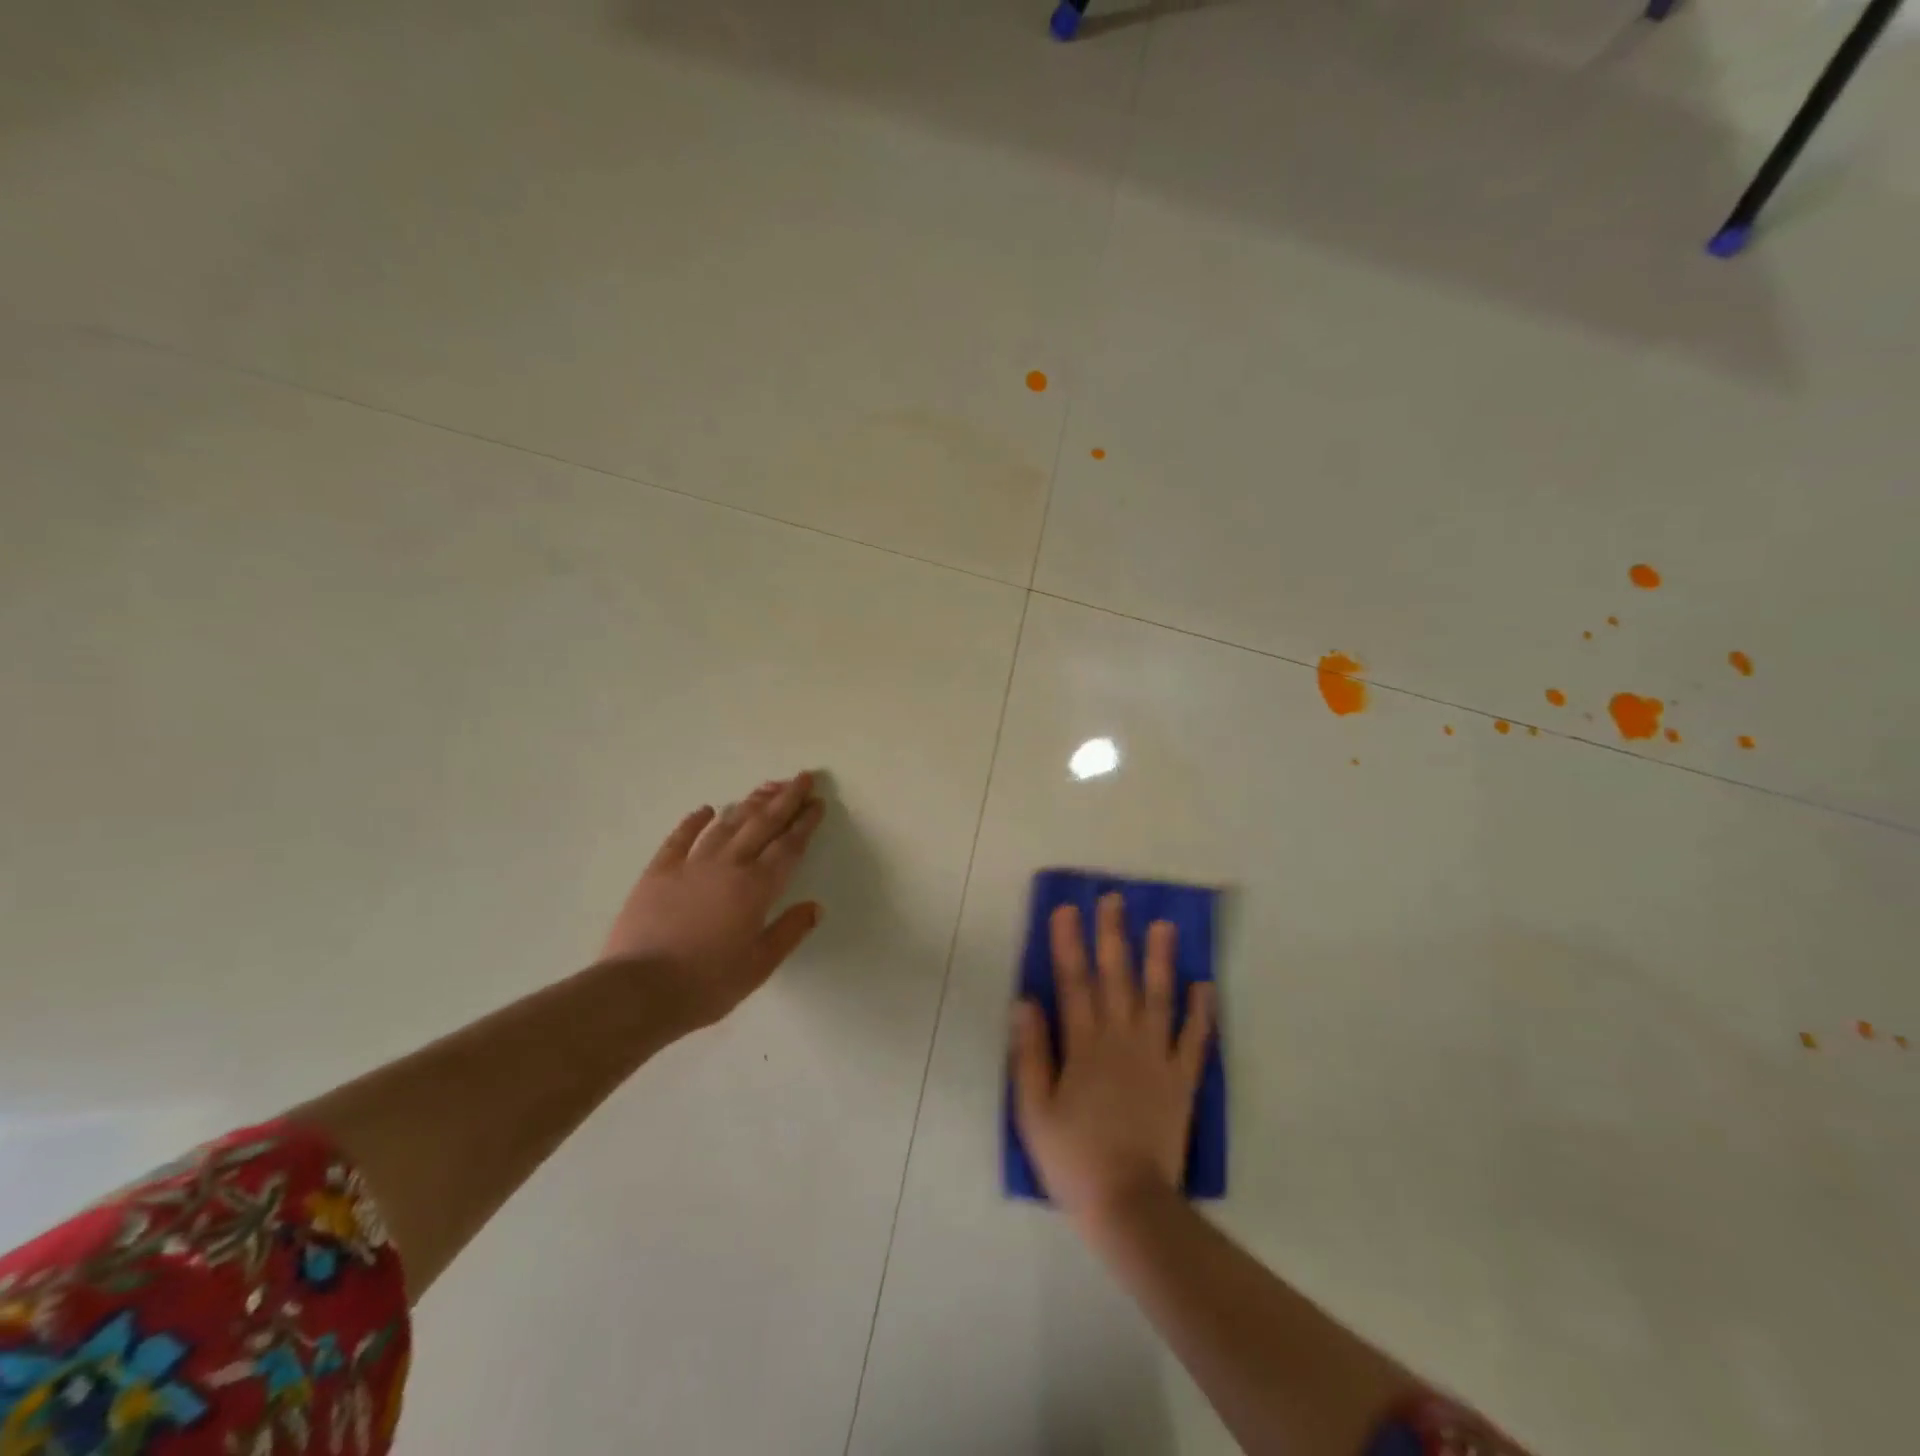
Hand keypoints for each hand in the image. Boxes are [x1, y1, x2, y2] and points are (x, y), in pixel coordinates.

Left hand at [601, 771, 825, 1029]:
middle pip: (762, 824)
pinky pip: (680, 838)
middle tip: (802, 778)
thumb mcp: (759, 966)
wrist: (639, 990)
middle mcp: (728, 866)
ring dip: (749, 804)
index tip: (817, 803)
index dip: (805, 823)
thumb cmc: (706, 984)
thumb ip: (789, 932)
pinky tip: (706, 809)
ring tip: (767, 787)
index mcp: (756, 888)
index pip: (788, 847)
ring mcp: (690, 865)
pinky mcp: (658, 872)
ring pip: (727, 825)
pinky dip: (694, 821)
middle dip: (785, 799)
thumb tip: (815, 907)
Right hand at [1010, 894, 1213, 1227]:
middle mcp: (1121, 1040)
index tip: (1067, 909)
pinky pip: (1194, 1039)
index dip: (1068, 944)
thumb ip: (1030, 1053)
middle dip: (1112, 935)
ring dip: (1160, 959)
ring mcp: (1156, 1058)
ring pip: (1158, 997)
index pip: (1073, 982)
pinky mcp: (1182, 1080)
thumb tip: (1025, 1002)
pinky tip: (1204, 985)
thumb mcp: (1033, 1110)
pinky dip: (1201, 1011)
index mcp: (1083, 1045)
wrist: (1128, 1203)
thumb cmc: (1073, 1157)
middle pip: (1116, 978)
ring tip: (1164, 925)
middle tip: (1114, 900)